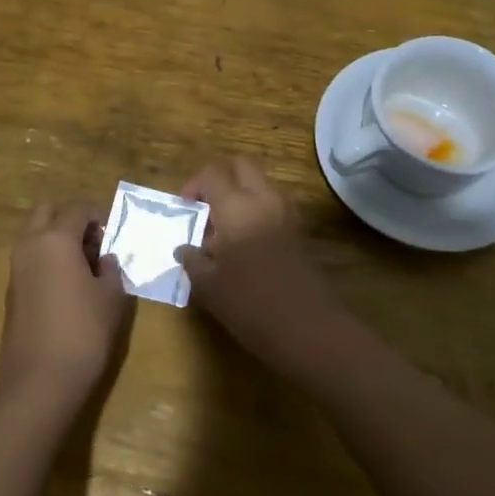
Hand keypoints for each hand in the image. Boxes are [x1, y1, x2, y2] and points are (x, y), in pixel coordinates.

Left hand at [0, 203, 132, 411]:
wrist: (39, 382)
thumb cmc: (83, 333)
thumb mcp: (112, 298)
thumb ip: (111, 269)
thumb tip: (105, 259)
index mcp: (56, 239)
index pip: (78, 208)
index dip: (99, 215)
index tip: (114, 233)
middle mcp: (30, 245)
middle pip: (47, 212)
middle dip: (70, 219)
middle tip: (93, 243)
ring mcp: (16, 268)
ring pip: (34, 235)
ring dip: (56, 239)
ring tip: (83, 267)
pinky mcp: (11, 291)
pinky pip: (29, 259)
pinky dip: (46, 260)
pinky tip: (67, 287)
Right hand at [176, 157, 352, 378]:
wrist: (310, 330)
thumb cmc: (251, 305)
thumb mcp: (209, 287)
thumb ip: (193, 261)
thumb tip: (184, 249)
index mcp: (236, 206)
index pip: (212, 174)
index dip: (193, 186)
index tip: (185, 210)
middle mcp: (264, 199)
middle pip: (242, 166)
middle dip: (222, 179)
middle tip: (207, 209)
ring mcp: (287, 213)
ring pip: (261, 184)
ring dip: (241, 195)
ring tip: (225, 232)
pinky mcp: (300, 231)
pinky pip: (274, 205)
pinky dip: (258, 212)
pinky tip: (248, 246)